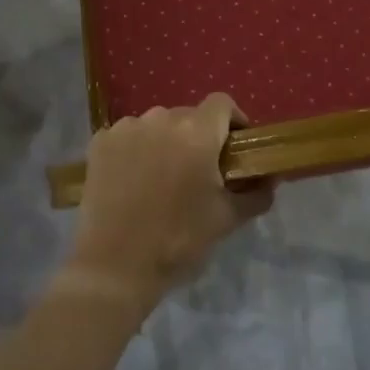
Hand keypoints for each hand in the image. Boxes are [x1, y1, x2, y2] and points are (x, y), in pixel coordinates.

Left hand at [66, 93, 274, 309]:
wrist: (116, 265)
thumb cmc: (179, 240)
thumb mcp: (227, 219)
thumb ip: (256, 193)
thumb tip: (270, 179)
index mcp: (197, 132)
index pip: (222, 104)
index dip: (233, 121)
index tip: (235, 147)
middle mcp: (161, 119)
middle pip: (188, 115)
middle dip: (199, 137)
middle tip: (199, 171)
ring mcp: (126, 128)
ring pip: (156, 124)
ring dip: (166, 142)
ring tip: (163, 177)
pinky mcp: (100, 142)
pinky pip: (127, 135)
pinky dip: (136, 150)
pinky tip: (134, 180)